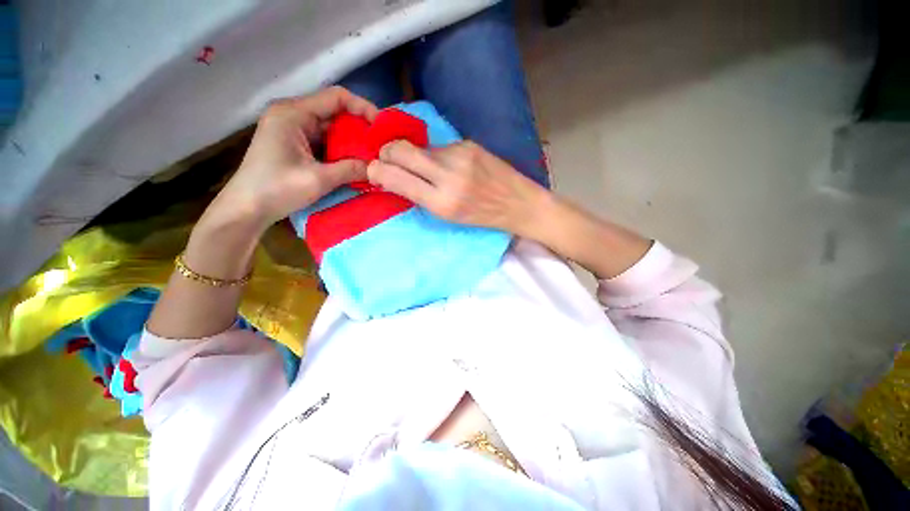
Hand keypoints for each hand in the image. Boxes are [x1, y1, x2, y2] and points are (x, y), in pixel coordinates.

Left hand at [205, 86, 378, 232]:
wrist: (246, 209)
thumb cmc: (276, 189)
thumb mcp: (318, 179)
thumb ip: (351, 170)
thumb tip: (378, 168)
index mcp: (293, 113)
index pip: (336, 98)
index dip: (363, 108)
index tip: (383, 127)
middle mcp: (293, 115)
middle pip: (335, 112)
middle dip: (361, 127)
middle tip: (382, 145)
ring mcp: (293, 130)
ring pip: (332, 128)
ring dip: (353, 140)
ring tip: (374, 154)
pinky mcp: (295, 144)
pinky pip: (325, 141)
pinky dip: (342, 150)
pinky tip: (356, 162)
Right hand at [366, 140, 547, 235]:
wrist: (519, 203)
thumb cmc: (483, 217)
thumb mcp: (449, 217)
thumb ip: (420, 195)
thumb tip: (393, 177)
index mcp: (442, 203)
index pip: (396, 177)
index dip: (377, 170)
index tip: (373, 170)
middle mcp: (448, 175)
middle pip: (401, 149)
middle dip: (388, 152)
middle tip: (390, 160)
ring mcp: (460, 155)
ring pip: (420, 147)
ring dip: (416, 156)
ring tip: (429, 169)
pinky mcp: (468, 144)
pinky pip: (440, 147)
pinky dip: (436, 155)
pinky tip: (449, 165)